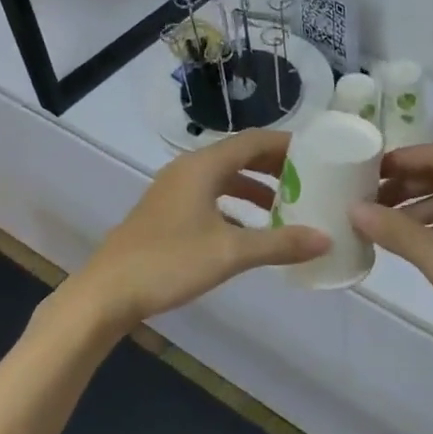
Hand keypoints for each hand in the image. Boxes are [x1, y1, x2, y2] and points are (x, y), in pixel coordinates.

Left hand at [67, 131, 330, 332]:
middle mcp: (188, 169)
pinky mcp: (167, 212)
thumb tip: (326, 239)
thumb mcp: (230, 253)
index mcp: (203, 166)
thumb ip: (279, 244)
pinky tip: (251, 230)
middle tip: (309, 178)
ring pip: (224, 177)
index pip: (253, 140)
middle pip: (240, 155)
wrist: (107, 293)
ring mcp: (174, 190)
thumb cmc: (169, 263)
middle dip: (275, 165)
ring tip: (287, 204)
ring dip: (255, 187)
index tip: (318, 153)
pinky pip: (211, 196)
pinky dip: (236, 205)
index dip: (287, 144)